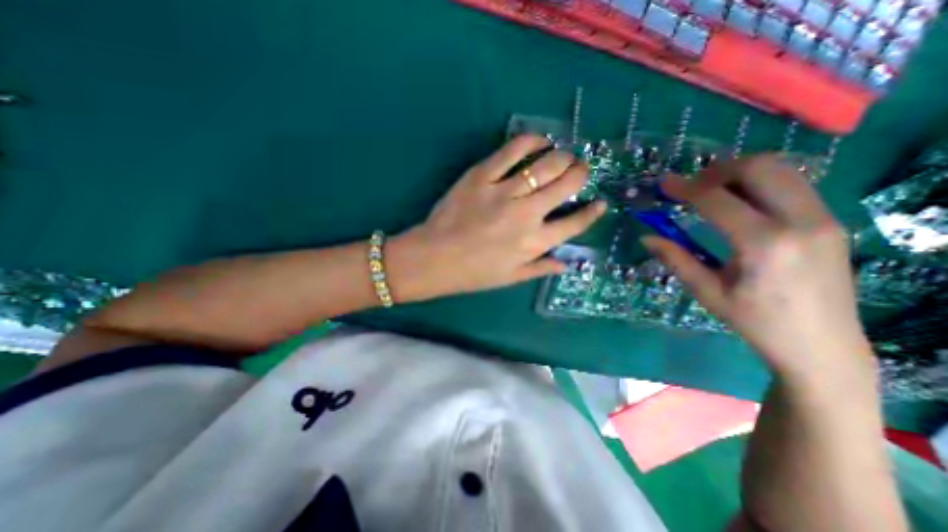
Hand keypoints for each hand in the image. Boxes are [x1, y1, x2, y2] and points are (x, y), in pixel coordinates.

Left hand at [386, 136, 602, 303]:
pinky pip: (511, 151)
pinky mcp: (481, 176)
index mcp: (534, 243)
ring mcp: (504, 192)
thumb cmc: (473, 273)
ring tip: (564, 156)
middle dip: (581, 173)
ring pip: (545, 164)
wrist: (434, 258)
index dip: (592, 212)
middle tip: (580, 170)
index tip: (600, 203)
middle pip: (566, 184)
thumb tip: (567, 263)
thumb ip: (541, 268)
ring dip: (562, 157)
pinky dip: (530, 141)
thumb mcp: (510, 278)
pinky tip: (539, 140)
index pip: (574, 224)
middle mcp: (526, 215)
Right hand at [645, 154, 873, 376]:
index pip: (717, 200)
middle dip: (716, 171)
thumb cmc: (755, 322)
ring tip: (711, 191)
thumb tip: (646, 237)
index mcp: (764, 244)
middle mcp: (801, 221)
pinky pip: (792, 185)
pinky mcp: (830, 221)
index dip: (685, 188)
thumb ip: (676, 259)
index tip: (664, 183)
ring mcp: (823, 218)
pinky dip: (760, 183)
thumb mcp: (707, 292)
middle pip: (759, 168)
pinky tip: (739, 203)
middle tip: (690, 187)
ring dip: (739, 173)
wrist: (822, 346)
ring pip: (781, 170)